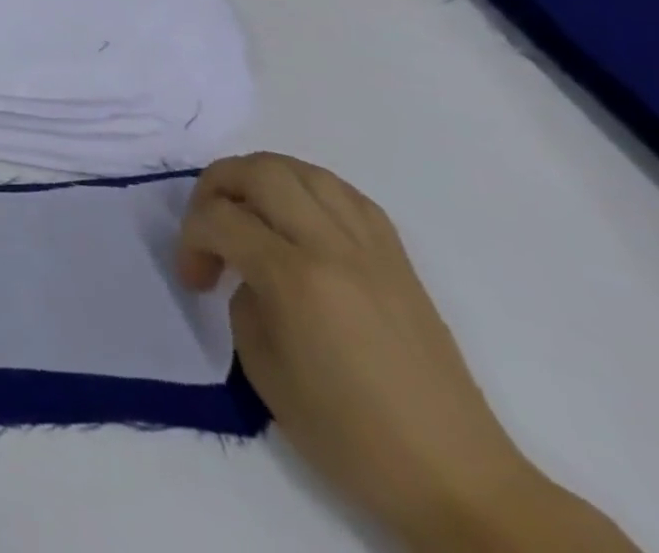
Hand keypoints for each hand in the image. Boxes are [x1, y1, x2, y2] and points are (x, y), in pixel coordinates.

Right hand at [179, 153, 634, 551]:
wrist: (467, 487)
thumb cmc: (354, 440)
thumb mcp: (267, 371)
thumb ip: (242, 300)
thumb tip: (237, 267)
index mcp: (299, 277)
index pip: (222, 220)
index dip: (191, 239)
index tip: (191, 277)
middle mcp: (336, 246)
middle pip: (258, 171)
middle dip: (216, 186)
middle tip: (206, 225)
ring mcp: (375, 249)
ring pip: (302, 170)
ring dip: (258, 176)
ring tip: (243, 209)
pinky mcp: (400, 261)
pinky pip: (344, 193)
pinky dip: (305, 187)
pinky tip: (294, 214)